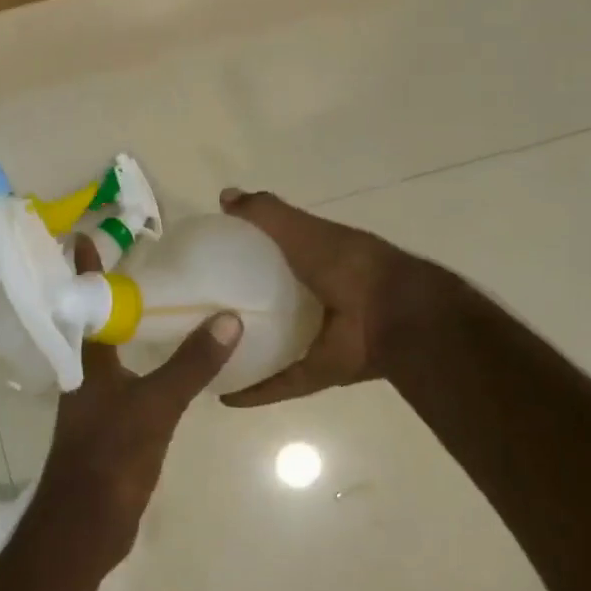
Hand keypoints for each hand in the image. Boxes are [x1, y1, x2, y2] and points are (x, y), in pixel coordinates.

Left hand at [32, 240, 242, 571]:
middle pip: (93, 325)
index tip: (84, 235)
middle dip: (108, 295)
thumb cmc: (110, 456)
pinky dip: (140, 364)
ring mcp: (95, 404)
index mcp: (87, 363)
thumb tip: (228, 319)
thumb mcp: (155, 405)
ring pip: (109, 355)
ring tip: (152, 305)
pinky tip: (163, 365)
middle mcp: (85, 377)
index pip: (85, 302)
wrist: (85, 524)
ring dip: (125, 329)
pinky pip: (125, 383)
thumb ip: (190, 364)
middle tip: (134, 264)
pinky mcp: (109, 429)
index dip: (84, 269)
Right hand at [218, 187, 453, 407]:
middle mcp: (315, 300)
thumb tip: (225, 196)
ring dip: (244, 351)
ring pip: (272, 347)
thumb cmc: (348, 264)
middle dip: (238, 308)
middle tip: (195, 313)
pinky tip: (222, 394)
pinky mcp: (316, 371)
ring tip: (203, 354)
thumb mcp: (304, 230)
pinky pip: (279, 383)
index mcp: (315, 262)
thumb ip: (267, 214)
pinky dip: (254, 391)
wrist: (395, 315)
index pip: (272, 258)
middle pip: (269, 304)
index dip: (243, 258)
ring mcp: (317, 338)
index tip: (207, 264)